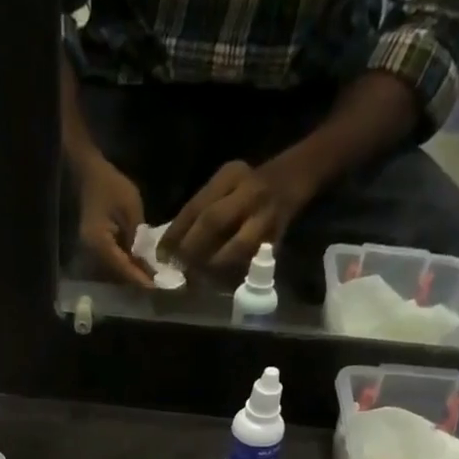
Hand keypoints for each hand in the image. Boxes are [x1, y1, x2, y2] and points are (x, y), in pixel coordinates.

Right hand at [74, 154, 156, 289]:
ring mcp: (92, 252)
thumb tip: (148, 262)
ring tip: (152, 279)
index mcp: (99, 243)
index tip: (156, 287)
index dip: (140, 278)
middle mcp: (92, 253)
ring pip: (116, 270)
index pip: (122, 268)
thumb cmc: (111, 186)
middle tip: (158, 286)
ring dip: (133, 275)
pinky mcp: (96, 248)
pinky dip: (127, 265)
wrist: (90, 174)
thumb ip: (139, 237)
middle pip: (118, 274)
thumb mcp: (131, 208)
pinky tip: (141, 267)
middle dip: (138, 280)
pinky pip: (113, 262)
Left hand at [161, 159, 310, 274]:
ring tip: (198, 279)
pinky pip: (251, 261)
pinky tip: (220, 282)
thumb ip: (203, 210)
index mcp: (229, 175)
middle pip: (212, 222)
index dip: (175, 234)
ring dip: (213, 266)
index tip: (162, 255)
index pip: (195, 207)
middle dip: (191, 250)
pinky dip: (234, 274)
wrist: (297, 175)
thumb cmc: (251, 186)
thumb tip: (172, 247)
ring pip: (235, 247)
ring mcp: (266, 214)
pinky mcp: (277, 237)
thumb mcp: (227, 186)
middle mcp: (248, 191)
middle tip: (178, 269)